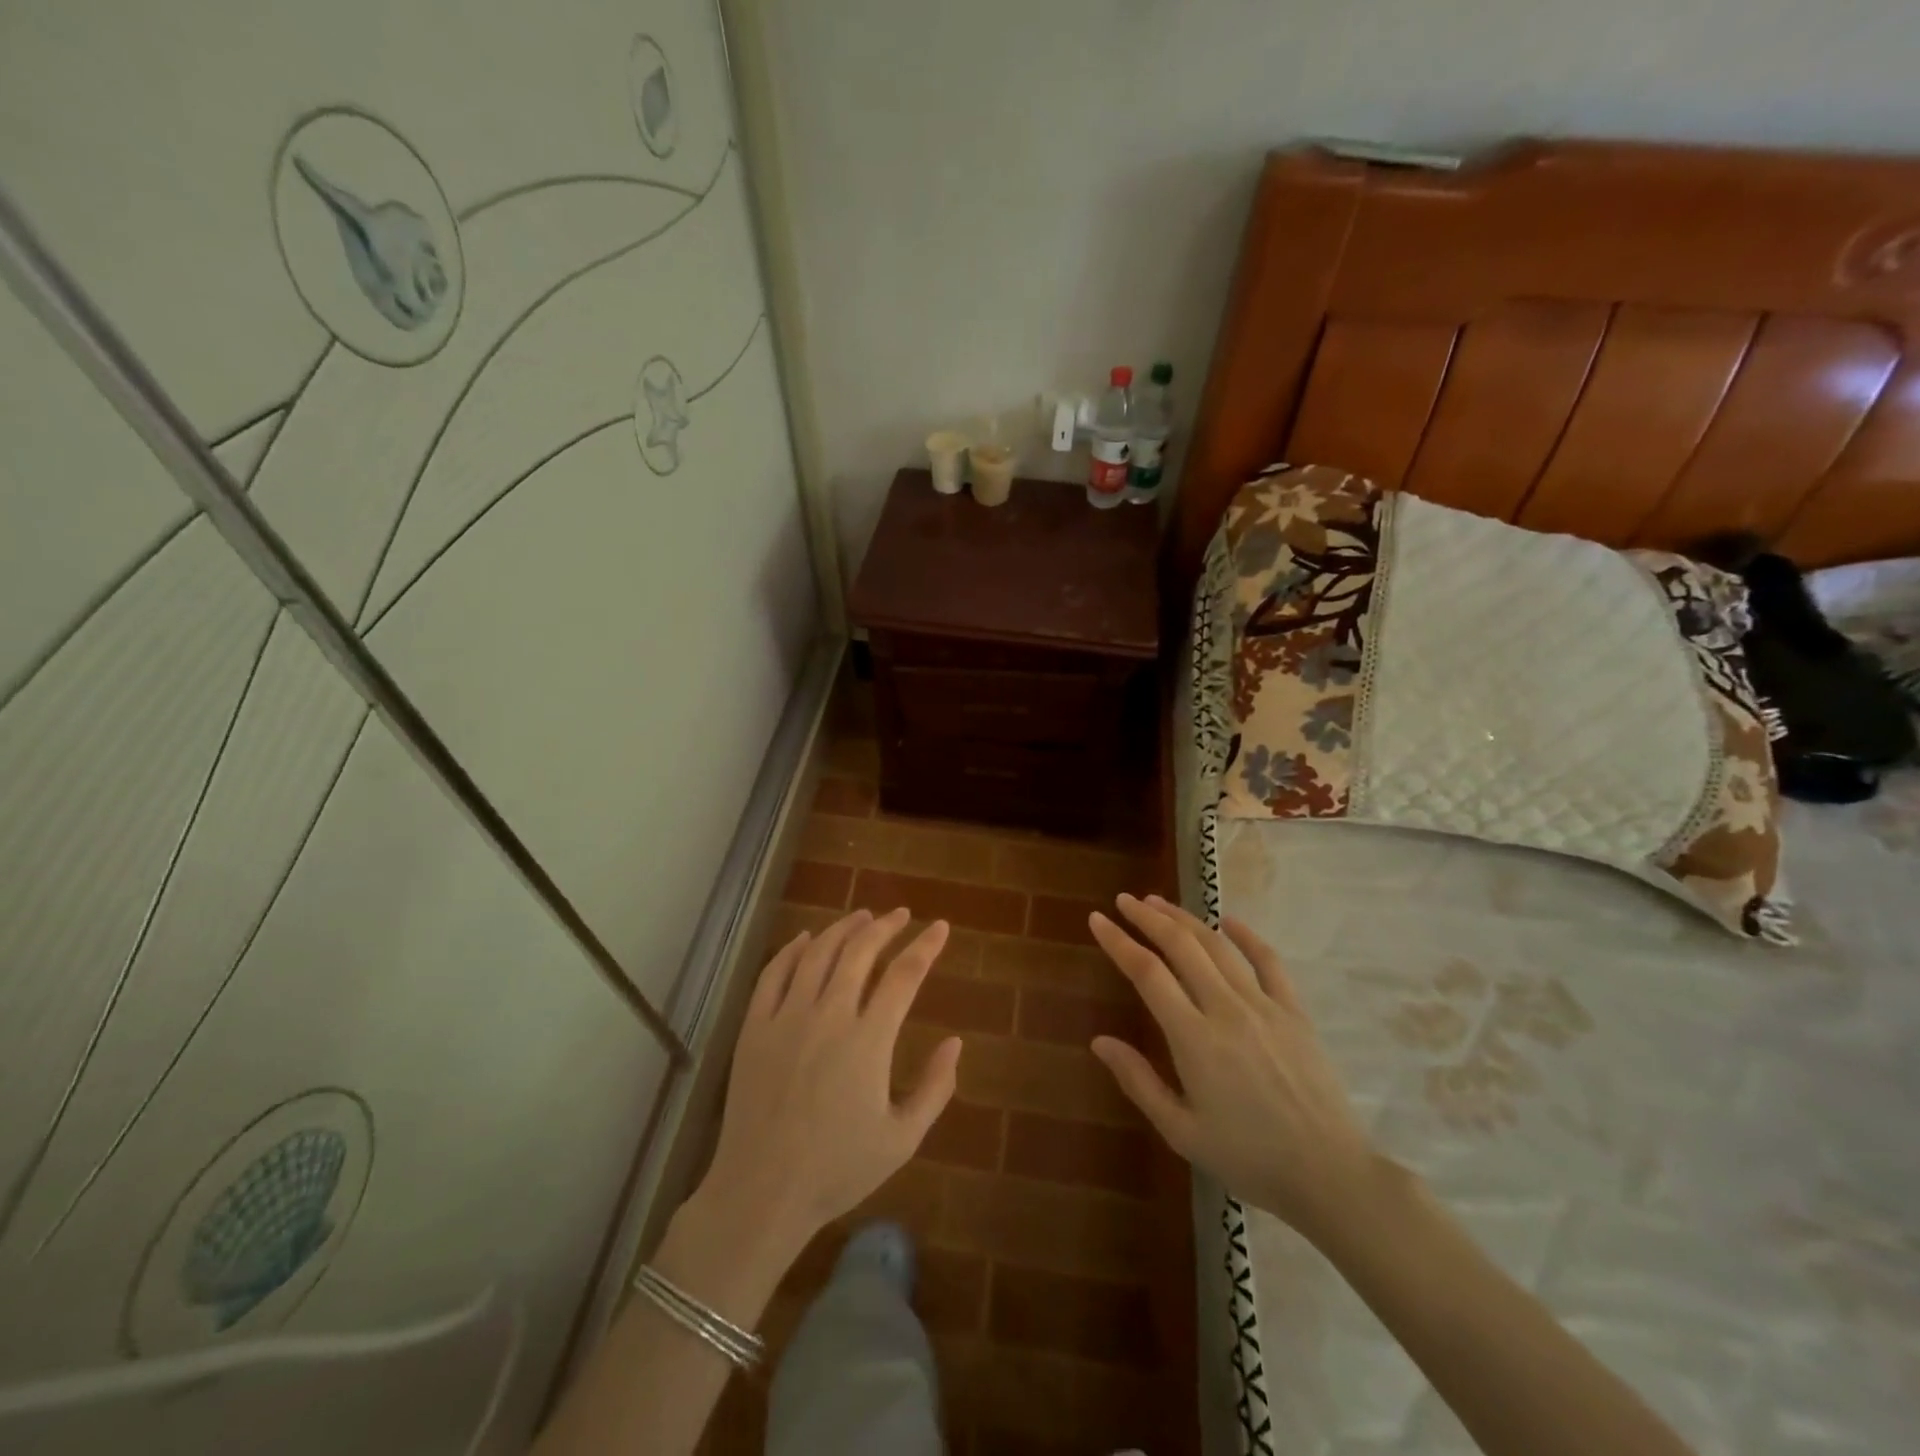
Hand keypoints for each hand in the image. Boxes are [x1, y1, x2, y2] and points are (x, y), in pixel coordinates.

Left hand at [697, 908, 960, 1257]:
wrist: (761, 1192)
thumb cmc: (837, 1169)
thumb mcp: (902, 1139)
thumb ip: (935, 1088)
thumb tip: (956, 1042)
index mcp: (868, 1040)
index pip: (904, 975)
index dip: (925, 946)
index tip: (939, 927)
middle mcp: (828, 1016)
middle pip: (860, 951)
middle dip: (885, 926)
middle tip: (901, 915)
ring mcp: (786, 1018)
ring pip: (818, 953)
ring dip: (843, 928)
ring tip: (862, 916)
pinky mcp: (755, 1027)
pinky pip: (774, 973)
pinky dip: (793, 949)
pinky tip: (806, 938)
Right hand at [1088, 893, 1381, 1245]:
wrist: (1330, 1175)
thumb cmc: (1249, 1159)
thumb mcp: (1181, 1132)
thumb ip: (1138, 1081)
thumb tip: (1099, 1042)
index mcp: (1194, 1039)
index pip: (1147, 973)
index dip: (1118, 942)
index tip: (1097, 920)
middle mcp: (1227, 1010)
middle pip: (1181, 946)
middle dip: (1148, 918)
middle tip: (1124, 901)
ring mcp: (1265, 1006)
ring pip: (1218, 947)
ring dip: (1185, 919)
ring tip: (1159, 903)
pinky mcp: (1295, 1012)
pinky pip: (1269, 961)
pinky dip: (1247, 935)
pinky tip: (1228, 920)